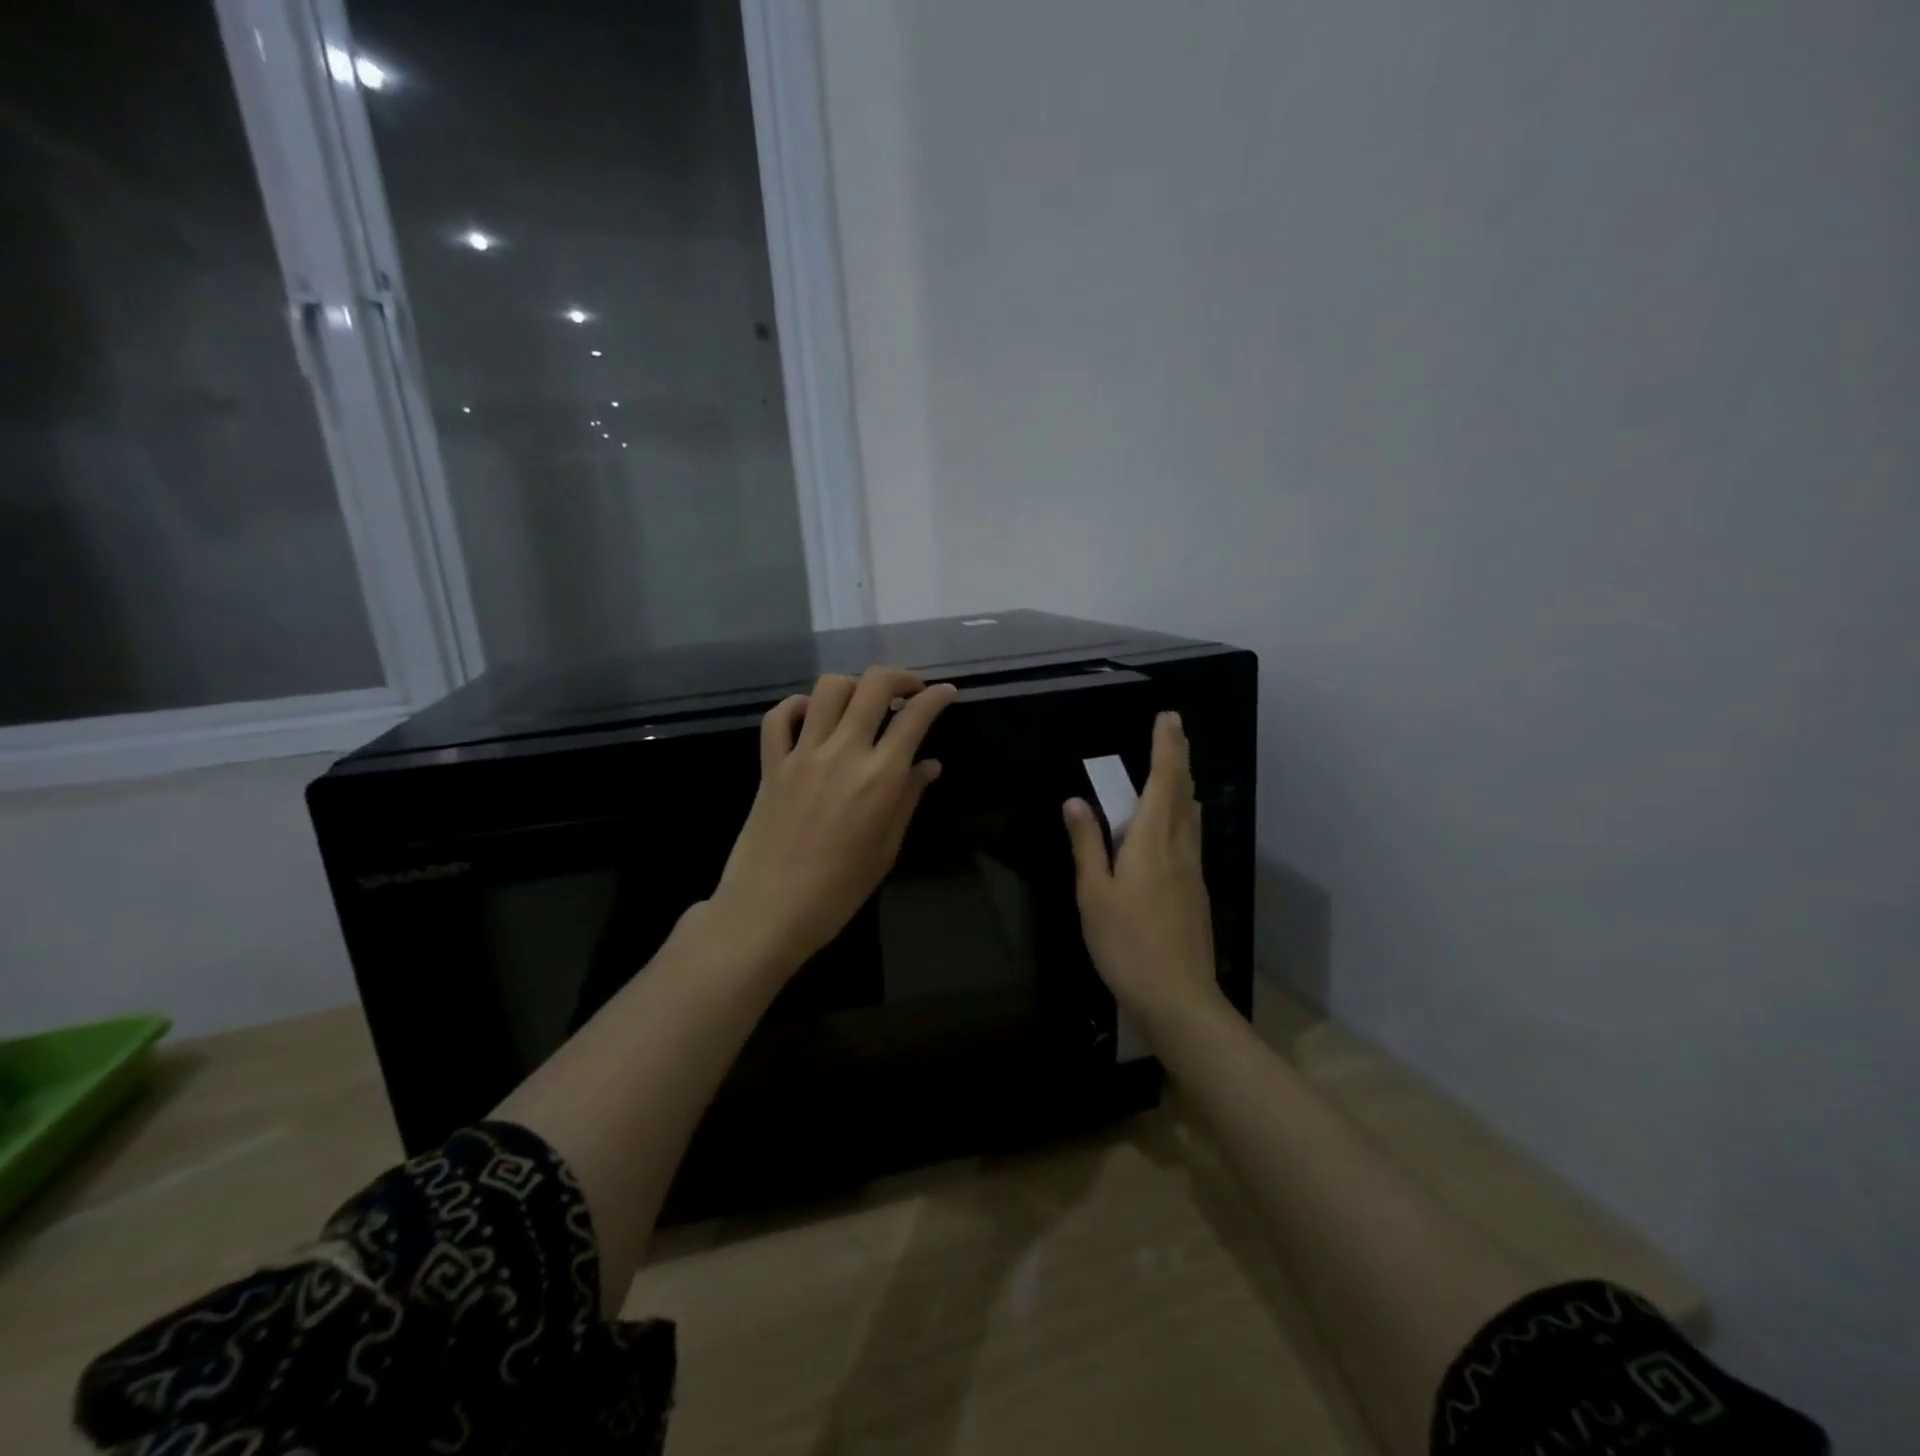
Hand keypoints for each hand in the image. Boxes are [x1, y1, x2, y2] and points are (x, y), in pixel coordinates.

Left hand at [708, 666, 958, 973]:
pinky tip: (812, 717)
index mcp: (879, 776)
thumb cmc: (839, 889)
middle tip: (910, 689)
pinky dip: (798, 705)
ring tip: (863, 702)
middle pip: (873, 686)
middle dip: (899, 677)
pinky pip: (780, 716)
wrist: (770, 909)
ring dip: (854, 685)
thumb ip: (908, 798)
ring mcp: (802, 754)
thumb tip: (929, 764)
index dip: (937, 698)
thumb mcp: (886, 848)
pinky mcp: (771, 763)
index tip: (947, 693)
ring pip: (828, 689)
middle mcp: (843, 752)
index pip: (915, 717)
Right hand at [1063, 711, 1224, 1030]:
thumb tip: (1075, 801)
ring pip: (1191, 813)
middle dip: (1178, 755)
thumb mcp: (1093, 894)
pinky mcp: (1196, 888)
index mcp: (1150, 841)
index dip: (1165, 747)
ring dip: (1183, 782)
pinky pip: (1190, 834)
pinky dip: (1183, 811)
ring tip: (1175, 765)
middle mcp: (1178, 846)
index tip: (1167, 718)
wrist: (1178, 996)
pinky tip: (1176, 821)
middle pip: (1182, 791)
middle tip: (1174, 729)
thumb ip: (1086, 845)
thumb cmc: (1126, 944)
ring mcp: (1192, 868)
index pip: (1162, 781)